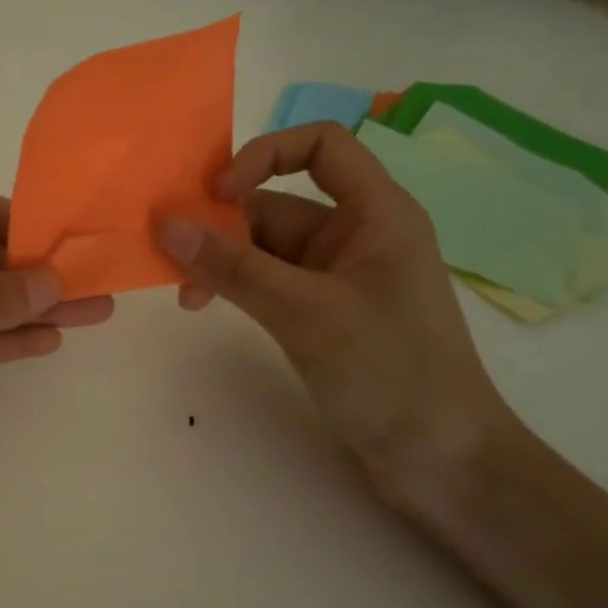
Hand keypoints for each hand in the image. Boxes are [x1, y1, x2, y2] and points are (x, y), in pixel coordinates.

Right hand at [157, 123, 512, 508]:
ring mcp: (336, 277)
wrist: (441, 461)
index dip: (265, 154)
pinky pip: (266, 282)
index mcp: (377, 214)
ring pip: (264, 247)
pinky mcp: (321, 313)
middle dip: (222, 223)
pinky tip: (203, 306)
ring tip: (184, 294)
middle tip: (170, 254)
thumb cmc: (390, 373)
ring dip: (220, 260)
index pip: (321, 145)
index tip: (217, 195)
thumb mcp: (306, 313)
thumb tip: (167, 227)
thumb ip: (234, 268)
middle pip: (278, 202)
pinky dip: (233, 286)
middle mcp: (355, 235)